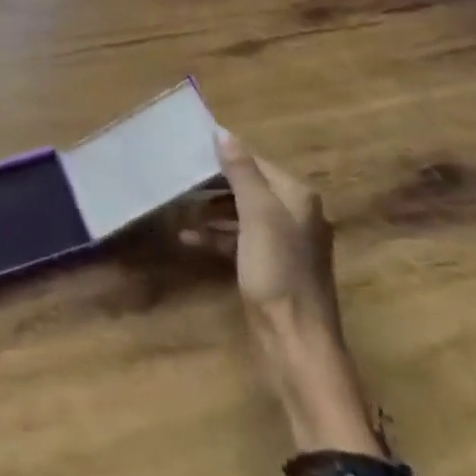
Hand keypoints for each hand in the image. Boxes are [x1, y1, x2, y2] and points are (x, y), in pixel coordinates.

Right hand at [182, 129, 340, 335]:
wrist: (296, 343)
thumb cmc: (277, 272)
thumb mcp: (257, 216)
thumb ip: (242, 173)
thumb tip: (222, 132)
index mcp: (297, 197)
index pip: (256, 162)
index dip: (224, 156)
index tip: (189, 152)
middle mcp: (295, 214)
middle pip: (249, 187)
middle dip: (215, 183)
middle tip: (179, 178)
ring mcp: (284, 243)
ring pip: (242, 213)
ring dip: (212, 209)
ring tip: (180, 206)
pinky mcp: (271, 268)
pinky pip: (239, 240)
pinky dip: (216, 236)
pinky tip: (188, 238)